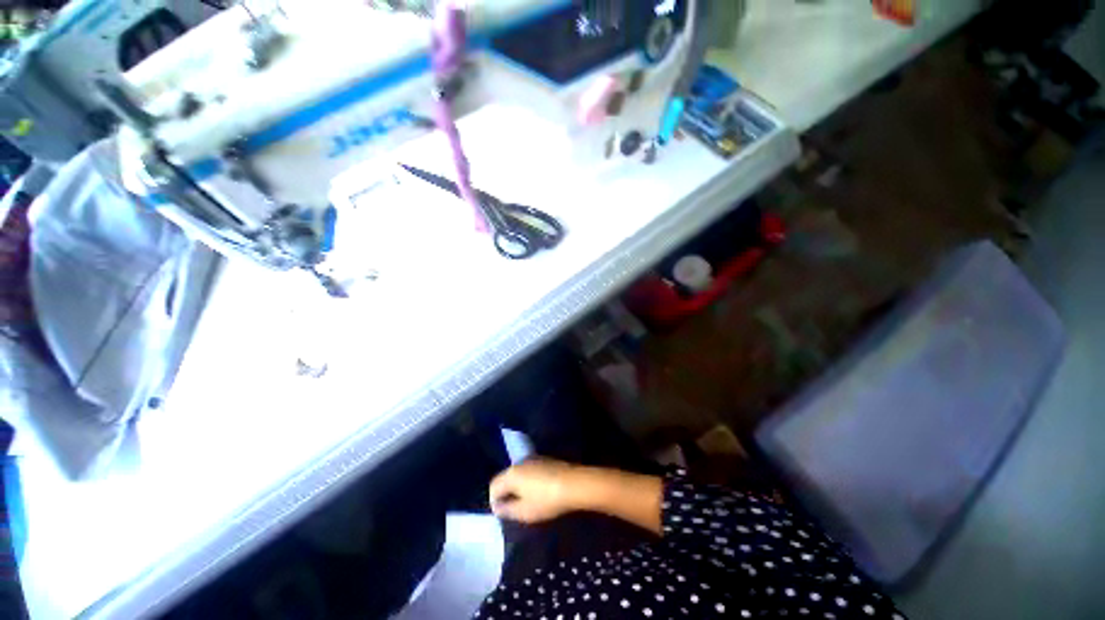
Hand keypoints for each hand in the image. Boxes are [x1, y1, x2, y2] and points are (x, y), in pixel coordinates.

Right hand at [489, 458, 581, 523]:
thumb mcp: (524, 512)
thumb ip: (507, 510)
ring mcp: (533, 459)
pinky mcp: (544, 460)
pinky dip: (529, 481)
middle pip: (506, 478)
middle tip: (513, 509)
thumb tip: (497, 507)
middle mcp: (519, 463)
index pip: (493, 486)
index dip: (494, 501)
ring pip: (518, 474)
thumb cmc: (546, 500)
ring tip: (526, 501)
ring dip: (518, 486)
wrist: (572, 483)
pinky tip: (538, 492)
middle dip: (506, 493)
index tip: (502, 514)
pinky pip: (529, 471)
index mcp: (511, 474)